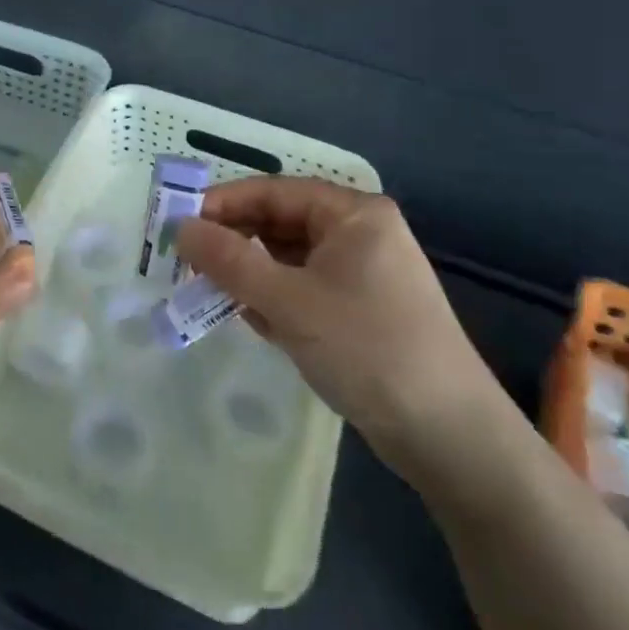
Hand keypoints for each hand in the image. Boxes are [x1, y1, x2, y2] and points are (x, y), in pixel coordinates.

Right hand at [176, 178, 505, 482]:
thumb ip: (229, 261)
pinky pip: (303, 289)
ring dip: (249, 273)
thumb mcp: (288, 301)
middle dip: (234, 241)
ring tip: (208, 291)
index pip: (273, 191)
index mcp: (353, 215)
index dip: (223, 203)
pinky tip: (247, 318)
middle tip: (186, 262)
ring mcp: (362, 275)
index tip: (178, 224)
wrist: (450, 437)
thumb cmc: (367, 349)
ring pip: (288, 259)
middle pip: (280, 223)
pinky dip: (272, 298)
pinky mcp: (360, 312)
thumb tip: (180, 228)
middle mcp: (359, 235)